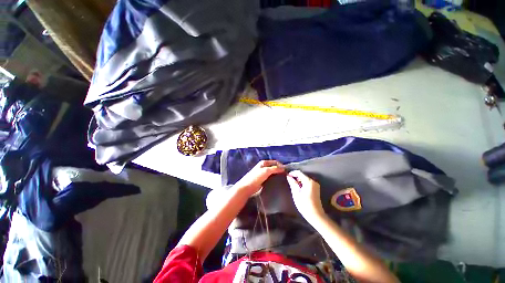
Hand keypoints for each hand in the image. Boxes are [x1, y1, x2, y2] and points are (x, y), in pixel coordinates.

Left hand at [234, 160, 284, 195]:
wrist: (247, 187)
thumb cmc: (256, 177)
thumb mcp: (266, 171)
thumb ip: (275, 169)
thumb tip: (284, 168)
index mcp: (264, 163)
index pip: (275, 162)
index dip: (281, 165)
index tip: (287, 171)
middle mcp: (264, 167)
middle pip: (274, 167)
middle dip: (280, 170)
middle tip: (286, 175)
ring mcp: (263, 174)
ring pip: (273, 173)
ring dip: (278, 175)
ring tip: (284, 179)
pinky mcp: (263, 180)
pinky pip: (271, 178)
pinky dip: (275, 179)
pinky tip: (278, 182)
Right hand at [286, 170, 324, 221]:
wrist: (315, 215)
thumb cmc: (304, 204)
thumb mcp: (296, 193)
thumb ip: (292, 183)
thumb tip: (288, 176)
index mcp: (308, 181)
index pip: (299, 172)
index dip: (292, 173)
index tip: (286, 176)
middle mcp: (313, 181)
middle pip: (302, 175)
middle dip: (295, 177)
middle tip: (289, 181)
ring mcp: (315, 185)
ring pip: (305, 178)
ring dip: (298, 180)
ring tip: (293, 185)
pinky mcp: (316, 188)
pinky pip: (307, 182)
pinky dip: (302, 183)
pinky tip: (299, 188)